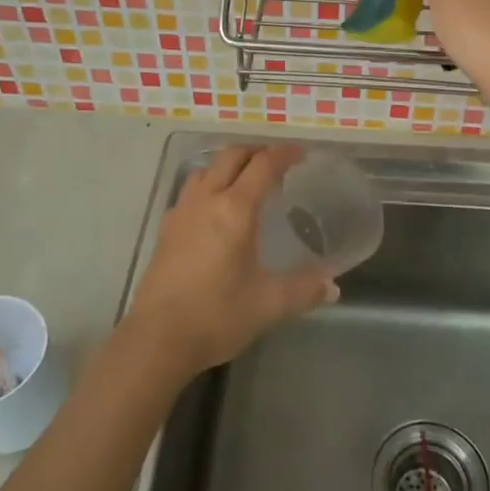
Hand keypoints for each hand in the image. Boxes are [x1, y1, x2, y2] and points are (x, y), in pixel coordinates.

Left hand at [126, 145, 335, 375]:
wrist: (157, 339)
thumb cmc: (216, 315)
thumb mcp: (269, 305)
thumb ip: (303, 291)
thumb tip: (332, 287)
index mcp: (235, 210)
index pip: (262, 166)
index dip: (283, 155)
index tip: (300, 154)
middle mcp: (206, 201)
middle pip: (230, 157)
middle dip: (255, 152)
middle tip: (276, 162)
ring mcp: (181, 213)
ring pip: (205, 170)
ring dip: (228, 165)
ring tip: (245, 180)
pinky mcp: (166, 230)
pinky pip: (190, 191)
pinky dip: (209, 185)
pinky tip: (215, 210)